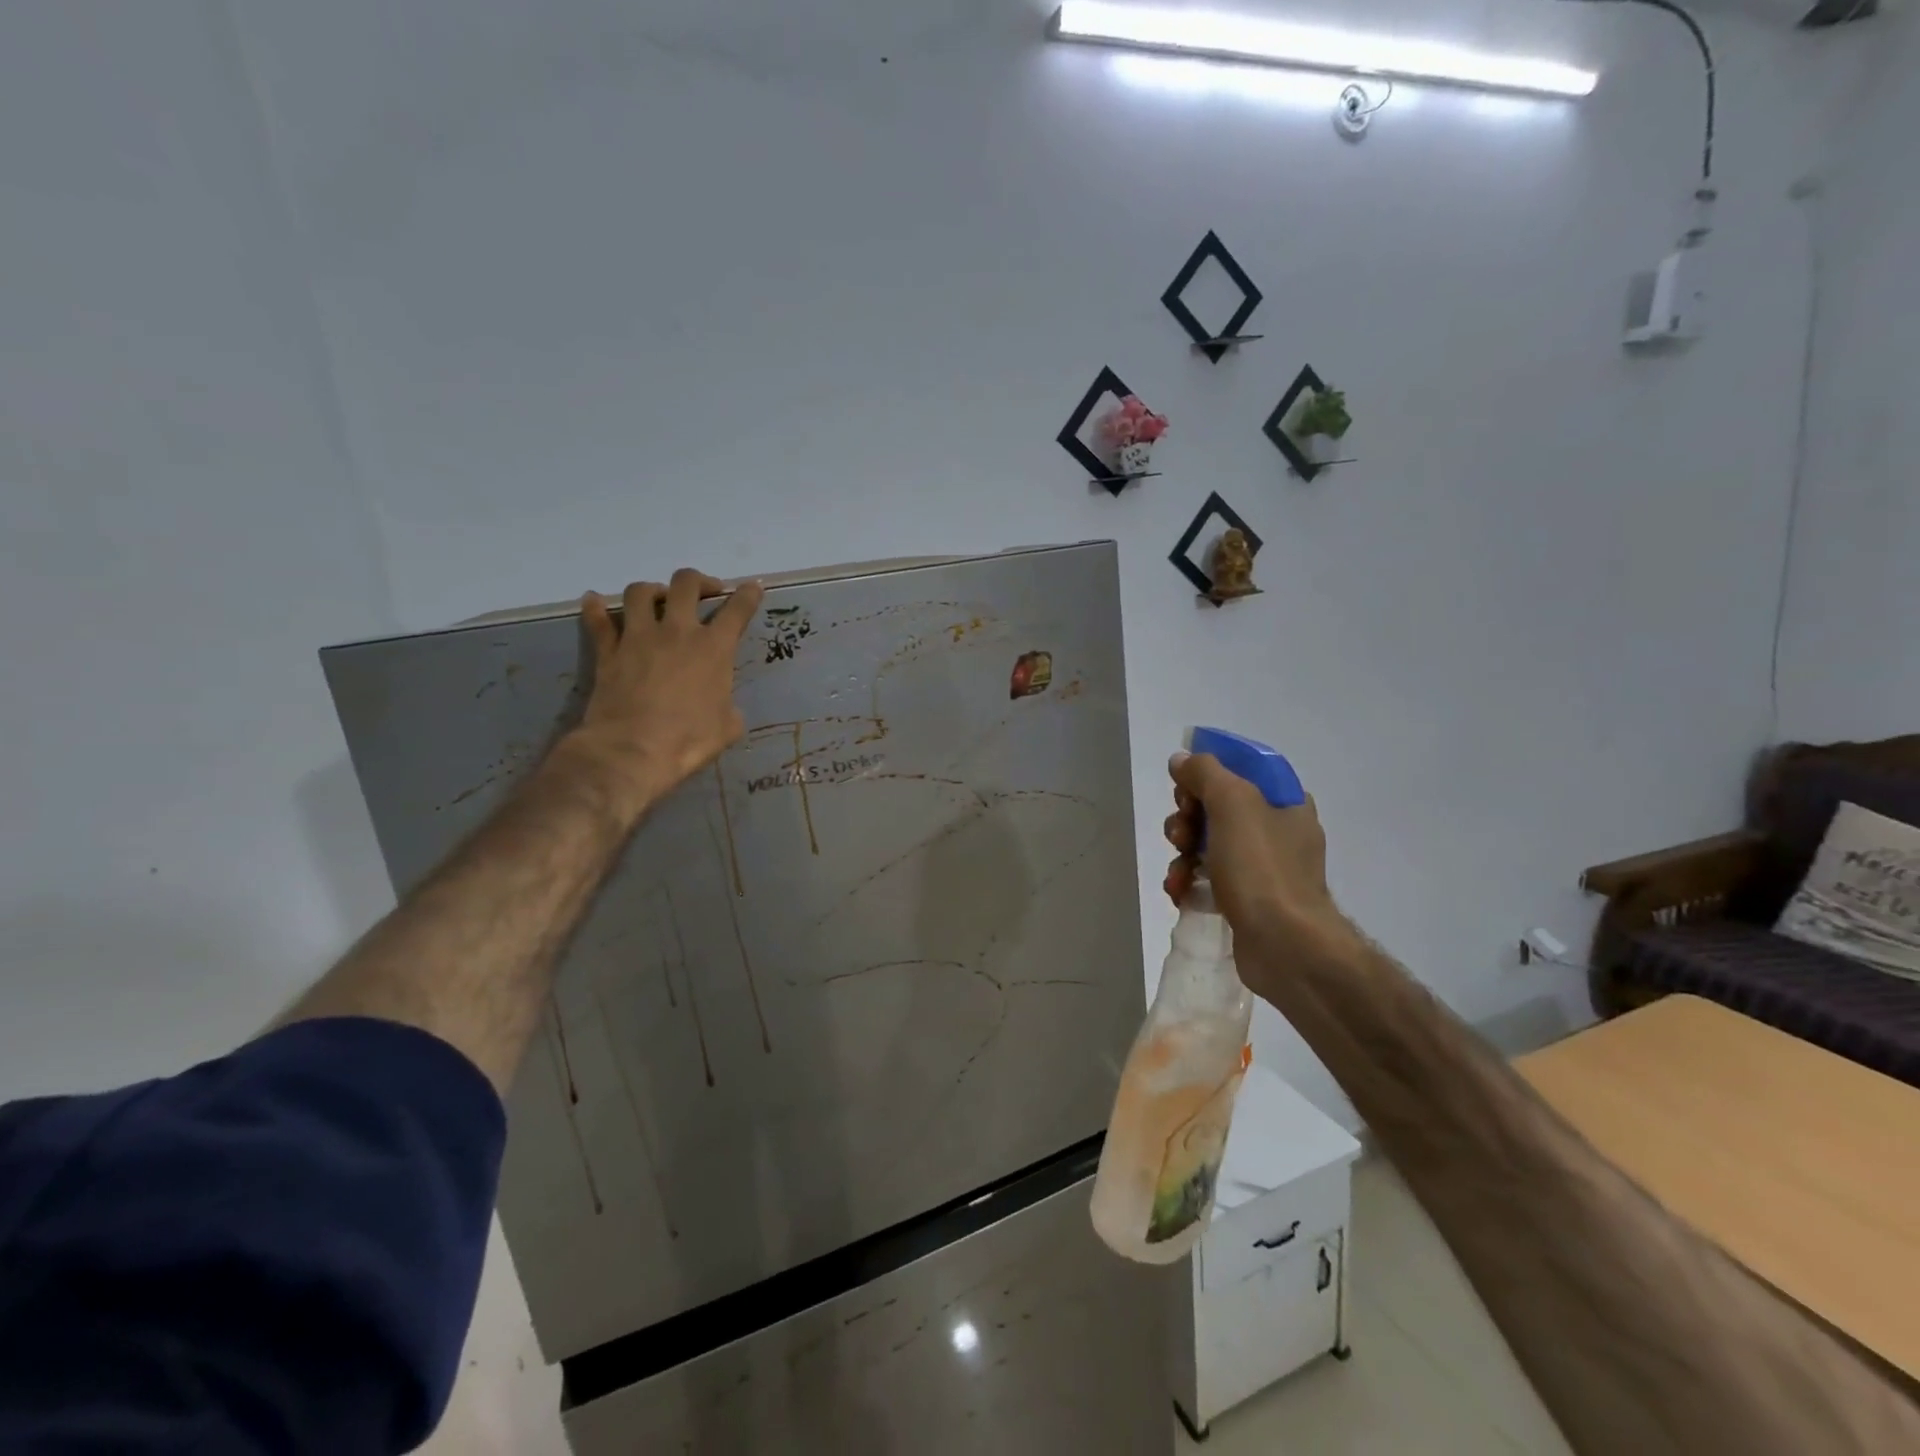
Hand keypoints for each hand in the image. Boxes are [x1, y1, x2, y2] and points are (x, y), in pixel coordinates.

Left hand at [563, 569, 764, 817]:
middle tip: (705, 592)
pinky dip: (595, 608)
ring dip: (652, 590)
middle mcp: (677, 632)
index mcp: (714, 649)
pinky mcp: (608, 651)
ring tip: (657, 599)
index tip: (753, 587)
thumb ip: (729, 707)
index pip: (737, 610)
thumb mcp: (728, 727)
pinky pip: (598, 621)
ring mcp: (639, 638)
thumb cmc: (688, 741)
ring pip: (641, 592)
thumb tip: (724, 707)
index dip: (748, 595)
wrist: (633, 750)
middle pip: (686, 584)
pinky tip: (593, 601)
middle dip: (699, 581)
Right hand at [1162, 751, 1356, 986]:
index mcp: (1285, 802)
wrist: (1285, 945)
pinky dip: (1189, 881)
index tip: (1185, 789)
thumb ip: (1204, 772)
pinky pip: (1209, 878)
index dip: (1207, 774)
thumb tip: (1182, 760)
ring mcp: (1264, 868)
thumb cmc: (1262, 867)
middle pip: (1217, 807)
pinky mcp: (1247, 900)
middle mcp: (1278, 831)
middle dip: (1188, 817)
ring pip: (1208, 843)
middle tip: (1181, 833)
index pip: (1240, 770)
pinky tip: (1179, 891)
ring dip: (1183, 852)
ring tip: (1178, 869)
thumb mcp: (1232, 803)